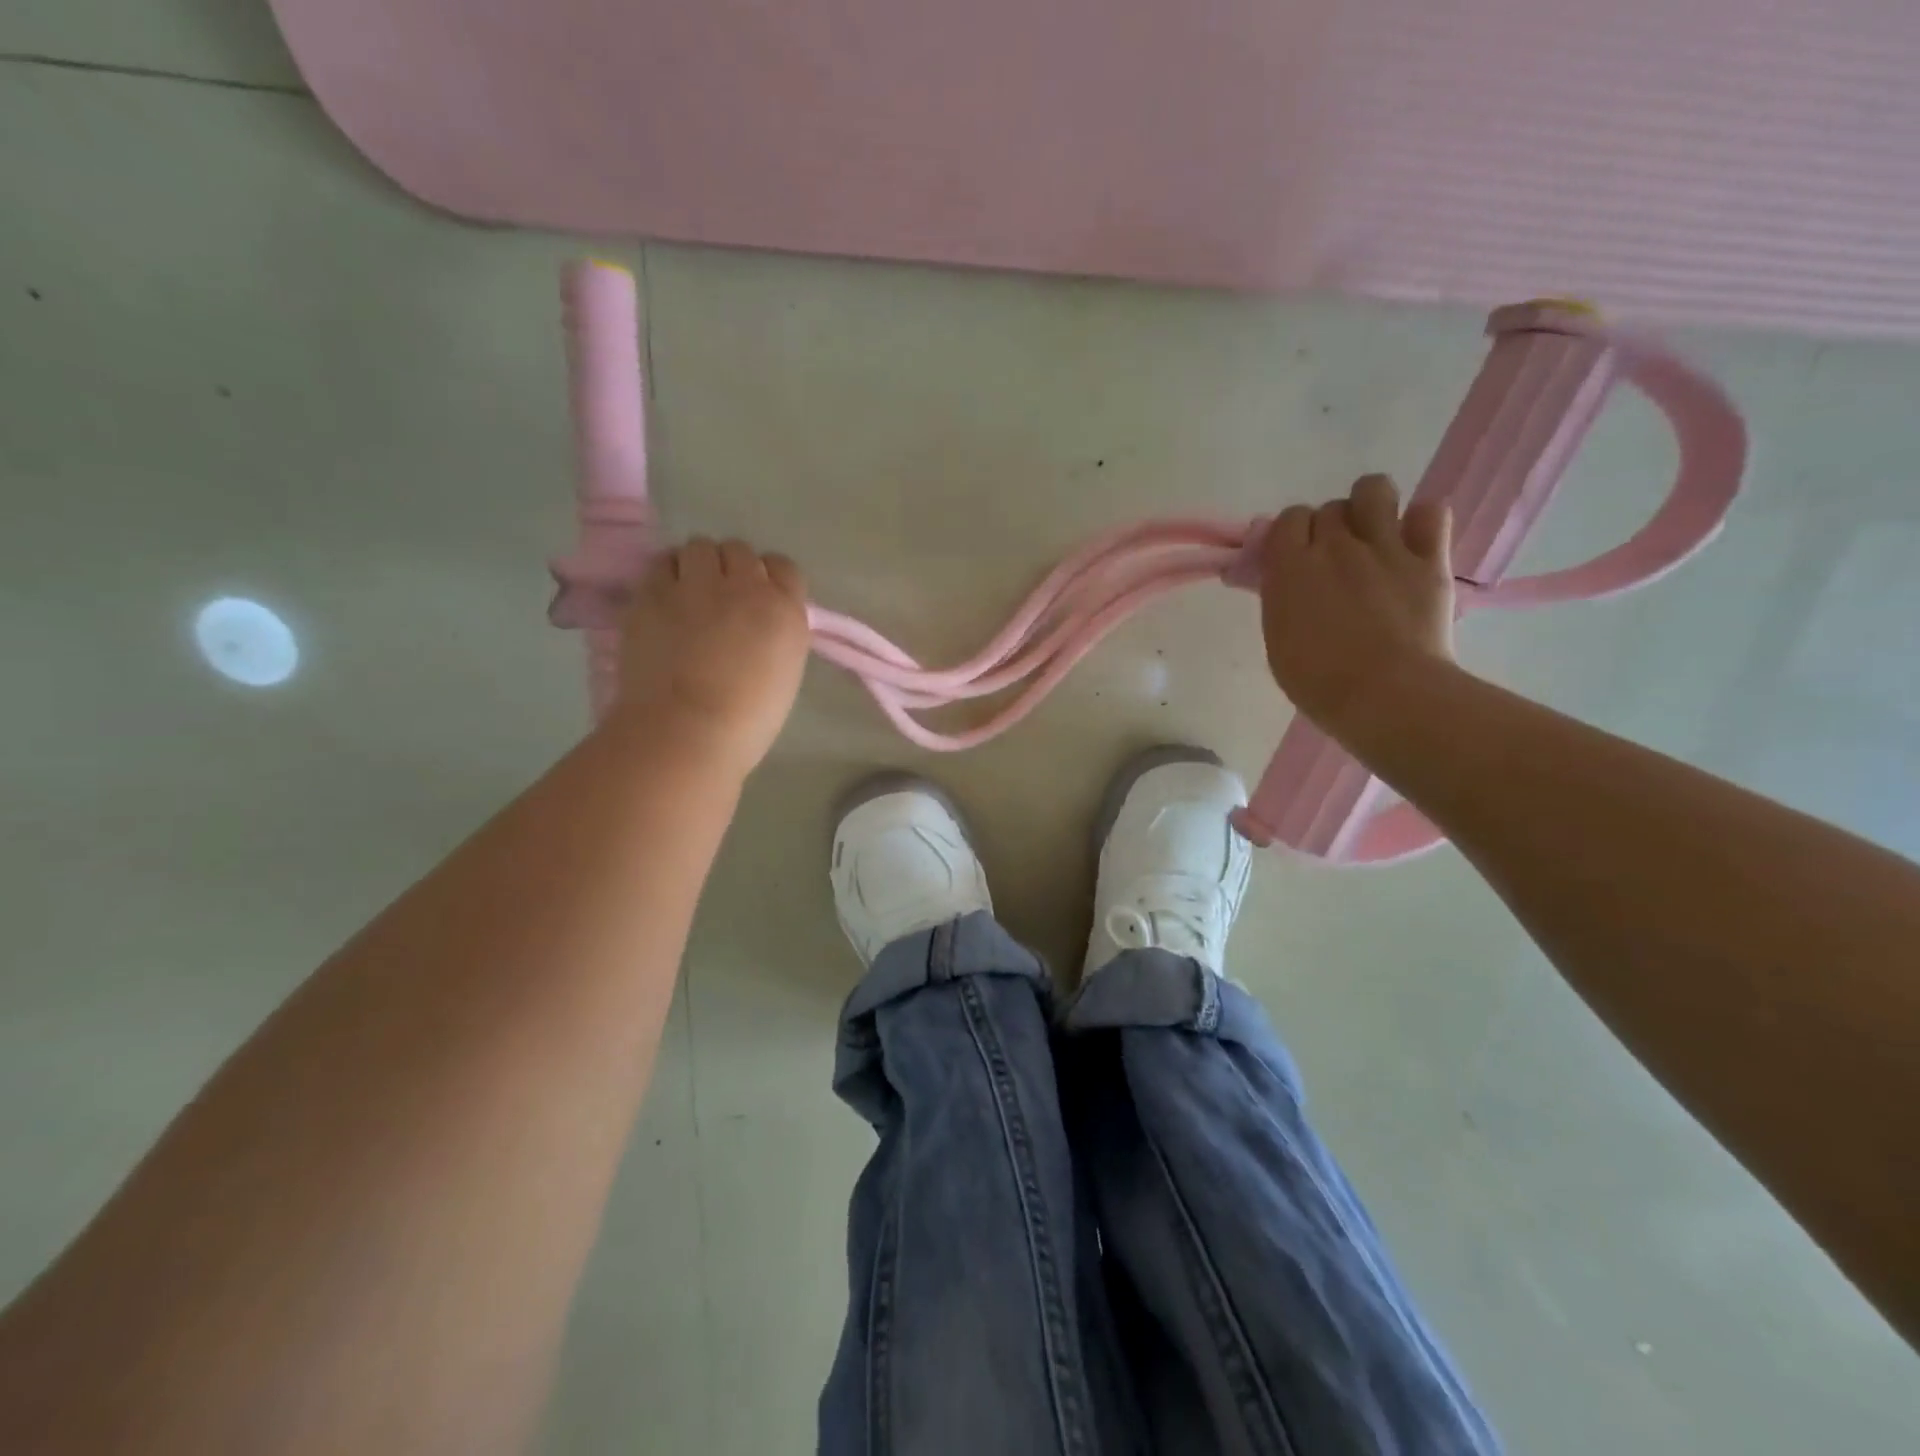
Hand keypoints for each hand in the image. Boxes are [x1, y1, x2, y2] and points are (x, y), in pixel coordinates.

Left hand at [611, 537, 811, 775]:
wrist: (686, 731)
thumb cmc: (746, 722)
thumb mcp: (784, 674)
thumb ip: (776, 636)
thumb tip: (757, 625)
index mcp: (785, 611)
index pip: (784, 568)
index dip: (769, 579)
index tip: (758, 599)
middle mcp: (745, 586)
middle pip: (740, 551)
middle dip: (731, 569)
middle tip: (720, 599)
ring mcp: (696, 585)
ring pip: (700, 547)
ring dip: (697, 565)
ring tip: (688, 593)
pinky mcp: (653, 592)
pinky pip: (663, 562)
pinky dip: (667, 574)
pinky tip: (665, 598)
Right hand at [1259, 474, 1456, 735]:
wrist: (1384, 695)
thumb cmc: (1318, 680)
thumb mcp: (1278, 638)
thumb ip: (1282, 598)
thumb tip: (1286, 579)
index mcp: (1291, 566)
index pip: (1288, 519)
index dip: (1292, 535)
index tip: (1295, 559)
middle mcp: (1336, 545)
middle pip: (1329, 508)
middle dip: (1329, 529)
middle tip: (1335, 562)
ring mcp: (1385, 548)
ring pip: (1374, 490)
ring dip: (1369, 506)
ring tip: (1373, 534)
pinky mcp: (1429, 560)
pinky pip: (1431, 512)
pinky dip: (1422, 521)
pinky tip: (1414, 542)